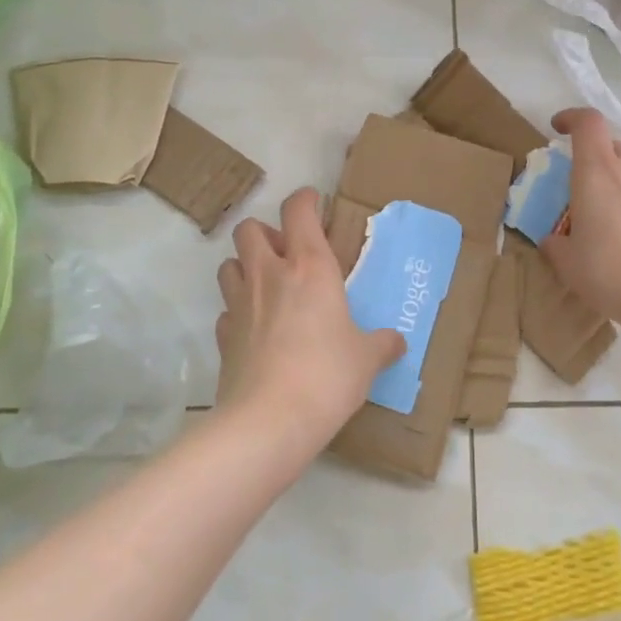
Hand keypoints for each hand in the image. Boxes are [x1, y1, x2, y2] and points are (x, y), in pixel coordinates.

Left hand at [213, 188, 402, 458]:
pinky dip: (237, 312)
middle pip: (249, 229)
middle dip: (265, 232)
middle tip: (287, 253)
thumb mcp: (366, 359)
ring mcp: (239, 304)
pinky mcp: (223, 336)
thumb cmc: (328, 375)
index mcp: (309, 267)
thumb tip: (397, 342)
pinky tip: (255, 329)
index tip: (314, 202)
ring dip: (245, 266)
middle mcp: (269, 275)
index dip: (305, 199)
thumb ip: (382, 344)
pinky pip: (226, 310)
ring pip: (229, 264)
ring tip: (267, 286)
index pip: (298, 210)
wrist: (270, 421)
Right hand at [542, 108, 620, 326]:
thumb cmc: (612, 272)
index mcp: (596, 172)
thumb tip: (554, 239)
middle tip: (584, 189)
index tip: (558, 129)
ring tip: (618, 215)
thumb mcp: (567, 264)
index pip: (587, 122)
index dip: (571, 118)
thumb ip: (556, 244)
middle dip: (596, 160)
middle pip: (612, 146)